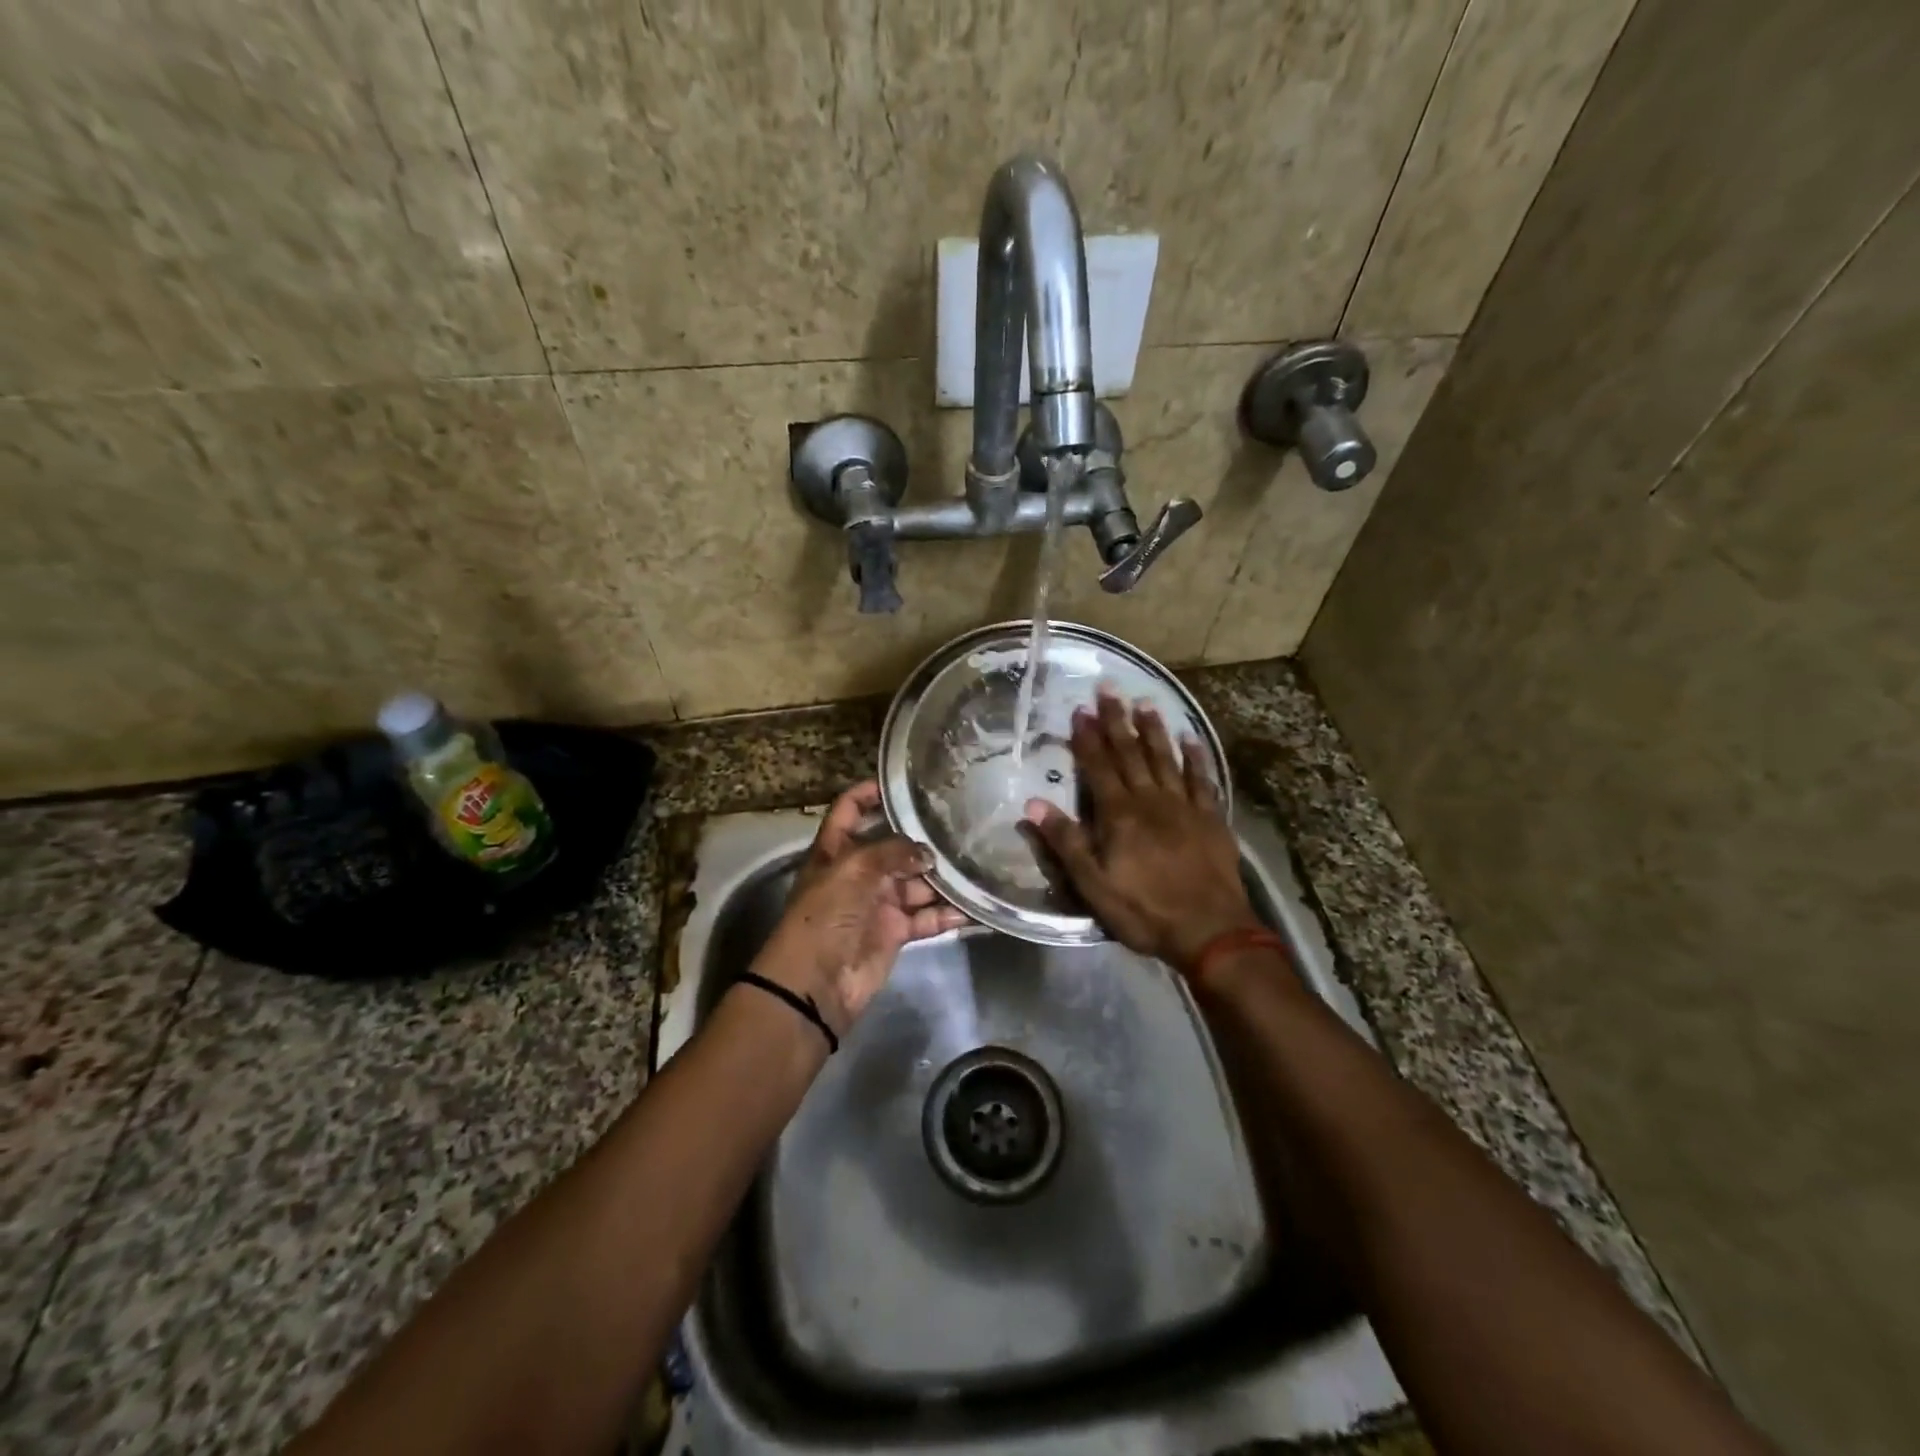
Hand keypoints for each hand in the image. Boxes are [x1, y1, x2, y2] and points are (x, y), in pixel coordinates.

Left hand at [752, 781, 968, 1035]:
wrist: (816, 983)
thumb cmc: (826, 915)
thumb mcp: (853, 870)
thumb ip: (892, 852)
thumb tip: (927, 852)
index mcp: (837, 849)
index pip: (851, 809)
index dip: (870, 792)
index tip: (904, 781)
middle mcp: (859, 872)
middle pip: (894, 847)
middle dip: (923, 839)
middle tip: (962, 824)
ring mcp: (878, 903)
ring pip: (916, 882)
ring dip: (943, 877)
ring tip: (978, 861)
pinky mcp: (896, 932)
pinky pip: (927, 917)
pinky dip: (948, 914)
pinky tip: (975, 906)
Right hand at [1024, 688, 1259, 968]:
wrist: (1210, 931)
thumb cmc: (1144, 910)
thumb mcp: (1093, 885)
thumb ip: (1066, 842)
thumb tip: (1033, 805)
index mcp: (1119, 815)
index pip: (1098, 766)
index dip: (1087, 738)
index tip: (1080, 710)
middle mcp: (1150, 800)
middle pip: (1131, 753)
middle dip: (1117, 720)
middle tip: (1109, 688)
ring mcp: (1184, 806)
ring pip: (1165, 758)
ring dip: (1153, 729)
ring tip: (1145, 702)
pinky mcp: (1211, 818)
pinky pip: (1201, 779)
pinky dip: (1195, 757)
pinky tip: (1190, 738)